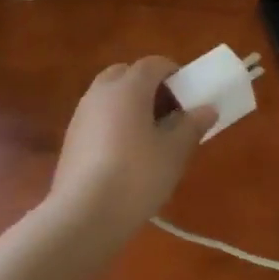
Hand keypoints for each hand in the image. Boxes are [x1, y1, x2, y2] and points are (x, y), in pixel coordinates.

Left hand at [46, 57, 216, 243]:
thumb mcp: (174, 153)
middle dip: (148, 85)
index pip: (154, 64)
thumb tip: (207, 109)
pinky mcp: (71, 138)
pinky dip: (113, 122)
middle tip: (167, 112)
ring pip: (109, 95)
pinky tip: (125, 155)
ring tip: (148, 136)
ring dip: (129, 104)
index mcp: (128, 87)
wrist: (84, 215)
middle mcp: (101, 92)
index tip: (189, 94)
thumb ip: (192, 125)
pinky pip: (97, 117)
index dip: (174, 73)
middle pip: (126, 74)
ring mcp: (81, 114)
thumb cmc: (137, 176)